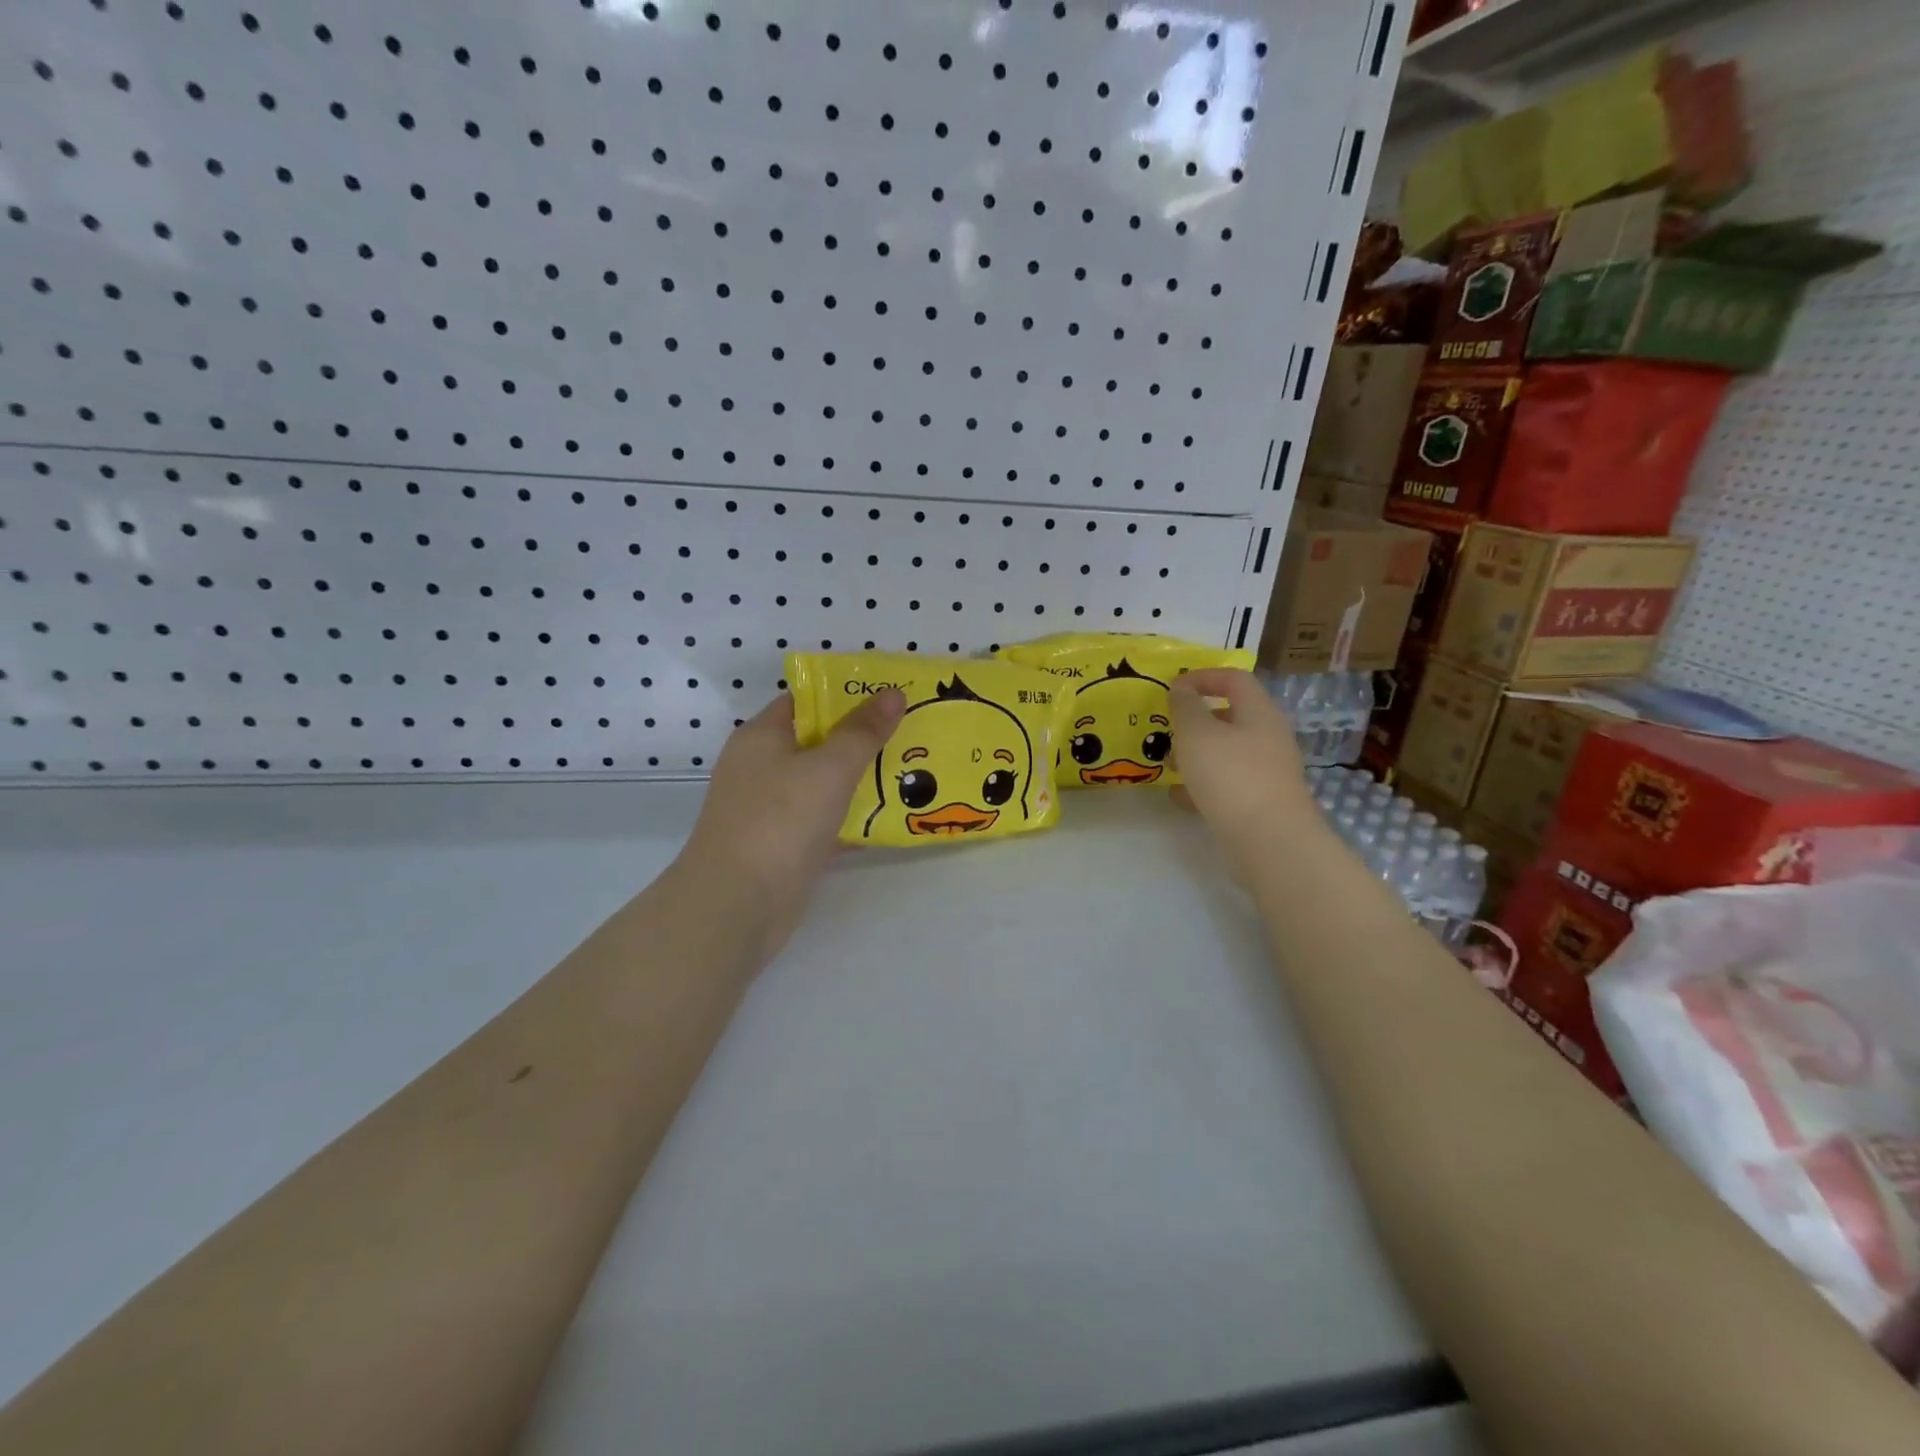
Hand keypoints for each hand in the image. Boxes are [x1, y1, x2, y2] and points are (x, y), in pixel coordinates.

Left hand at [679, 689, 905, 956]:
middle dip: (862, 738)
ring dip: (861, 779)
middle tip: (911, 733)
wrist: (737, 905)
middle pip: (817, 742)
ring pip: (823, 784)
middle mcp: (762, 768)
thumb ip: (862, 732)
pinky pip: (824, 822)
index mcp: (761, 737)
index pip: (805, 700)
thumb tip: (893, 693)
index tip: (890, 696)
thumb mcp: (828, 768)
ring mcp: (771, 810)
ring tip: (911, 771)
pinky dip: (853, 819)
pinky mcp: (783, 846)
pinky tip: (892, 819)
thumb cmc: (779, 821)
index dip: (846, 694)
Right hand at [1168, 669, 1317, 868]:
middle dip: (1195, 721)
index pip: (1234, 679)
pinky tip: (1180, 797)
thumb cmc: (1231, 777)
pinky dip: (1203, 785)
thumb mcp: (1197, 734)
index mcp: (1259, 713)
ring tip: (1168, 766)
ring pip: (1226, 752)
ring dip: (1196, 754)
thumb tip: (1181, 689)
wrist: (1270, 842)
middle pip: (1231, 717)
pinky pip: (1227, 784)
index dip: (1203, 677)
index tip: (1172, 688)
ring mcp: (1267, 772)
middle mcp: (1268, 738)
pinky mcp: (1261, 803)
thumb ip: (1185, 707)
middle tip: (1167, 730)